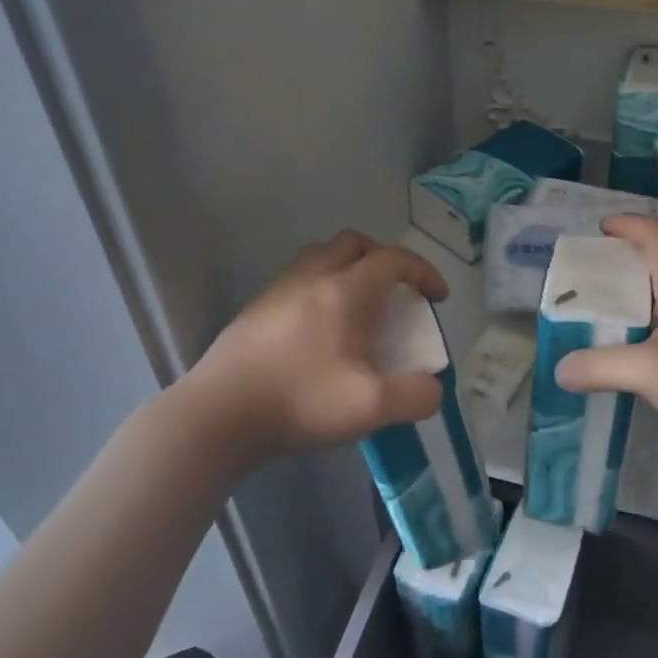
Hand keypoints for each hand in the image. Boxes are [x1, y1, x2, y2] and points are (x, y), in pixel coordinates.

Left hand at [185, 230, 450, 457]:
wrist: (219, 414)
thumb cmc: (300, 401)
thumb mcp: (371, 407)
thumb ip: (415, 396)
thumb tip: (432, 388)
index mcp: (345, 292)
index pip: (394, 260)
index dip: (423, 272)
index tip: (437, 296)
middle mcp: (313, 277)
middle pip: (355, 243)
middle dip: (384, 258)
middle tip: (396, 290)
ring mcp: (279, 289)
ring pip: (321, 256)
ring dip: (348, 267)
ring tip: (358, 304)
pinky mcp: (256, 308)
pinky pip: (297, 278)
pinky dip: (320, 286)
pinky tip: (318, 327)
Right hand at [554, 216, 657, 443]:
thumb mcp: (650, 371)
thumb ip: (602, 368)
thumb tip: (561, 369)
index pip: (656, 236)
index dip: (628, 224)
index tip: (601, 228)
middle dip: (626, 263)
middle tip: (594, 280)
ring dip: (642, 297)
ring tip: (612, 319)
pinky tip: (649, 356)